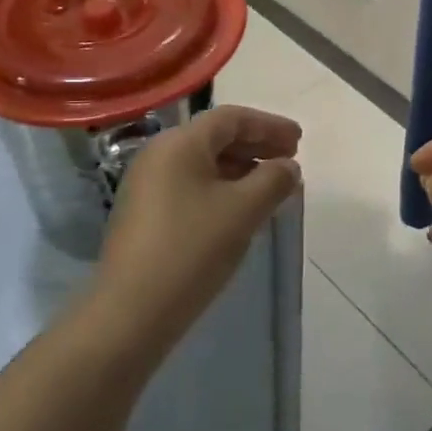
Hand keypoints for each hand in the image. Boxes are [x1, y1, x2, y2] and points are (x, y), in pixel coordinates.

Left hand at [96, 105, 302, 349]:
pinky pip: (191, 185)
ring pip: (203, 163)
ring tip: (272, 187)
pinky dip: (221, 187)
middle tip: (290, 161)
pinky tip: (240, 209)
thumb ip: (273, 181)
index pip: (232, 118)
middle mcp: (159, 154)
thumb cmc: (192, 249)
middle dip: (257, 145)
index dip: (270, 126)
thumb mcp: (243, 211)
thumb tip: (288, 167)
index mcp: (179, 143)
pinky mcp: (145, 213)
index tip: (299, 141)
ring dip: (241, 169)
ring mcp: (147, 184)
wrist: (131, 312)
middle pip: (216, 137)